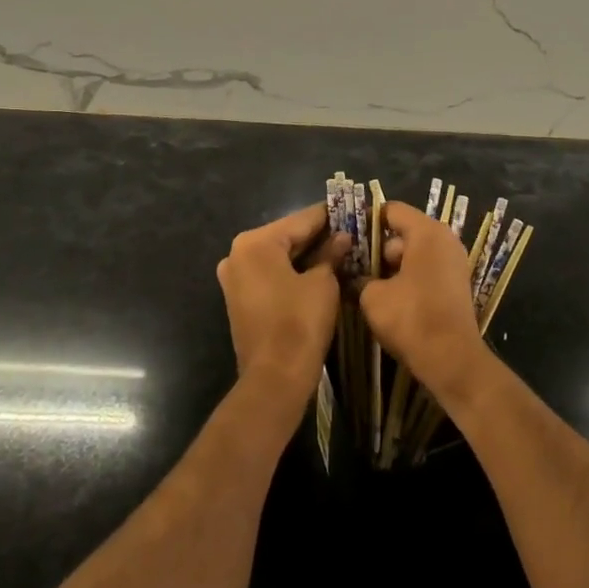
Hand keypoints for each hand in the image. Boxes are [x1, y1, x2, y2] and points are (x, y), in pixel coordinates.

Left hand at [216, 203, 348, 405]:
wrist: (274, 379)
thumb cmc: (299, 323)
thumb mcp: (323, 283)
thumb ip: (331, 254)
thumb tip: (342, 238)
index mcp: (256, 242)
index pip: (300, 220)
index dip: (330, 216)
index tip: (353, 208)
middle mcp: (238, 254)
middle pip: (287, 237)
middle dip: (319, 236)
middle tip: (351, 231)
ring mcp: (235, 278)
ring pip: (279, 257)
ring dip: (307, 255)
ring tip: (341, 250)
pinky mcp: (240, 299)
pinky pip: (271, 275)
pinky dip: (293, 272)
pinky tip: (320, 271)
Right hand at [355, 203, 487, 399]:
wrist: (451, 359)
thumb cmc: (411, 318)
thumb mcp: (373, 296)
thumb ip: (361, 278)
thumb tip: (356, 277)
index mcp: (427, 232)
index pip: (392, 210)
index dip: (366, 219)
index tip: (345, 233)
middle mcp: (445, 239)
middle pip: (403, 232)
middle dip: (378, 248)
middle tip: (352, 265)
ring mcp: (454, 262)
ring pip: (414, 253)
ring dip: (391, 266)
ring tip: (367, 284)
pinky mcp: (455, 284)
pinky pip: (426, 269)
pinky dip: (408, 277)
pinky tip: (389, 297)